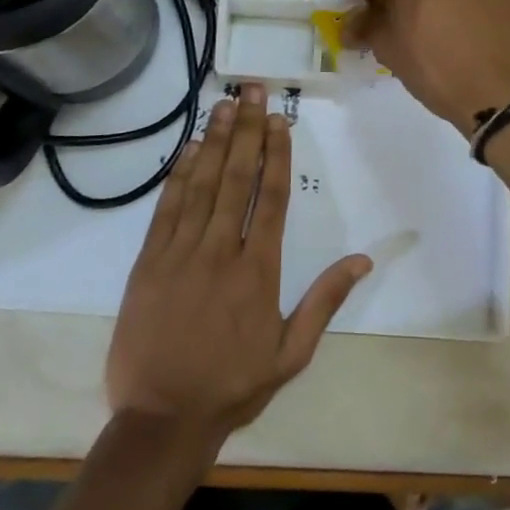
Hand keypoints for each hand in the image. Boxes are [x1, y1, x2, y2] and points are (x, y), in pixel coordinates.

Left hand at [105, 83, 371, 447]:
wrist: (161, 419)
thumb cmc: (233, 386)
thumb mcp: (291, 354)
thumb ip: (325, 302)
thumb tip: (362, 260)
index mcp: (258, 271)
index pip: (269, 198)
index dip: (275, 154)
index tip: (278, 119)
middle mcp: (220, 251)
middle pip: (236, 178)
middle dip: (246, 130)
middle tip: (252, 91)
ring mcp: (179, 253)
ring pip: (201, 185)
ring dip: (213, 141)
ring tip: (224, 105)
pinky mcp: (147, 262)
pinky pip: (166, 208)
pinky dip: (178, 175)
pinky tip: (188, 149)